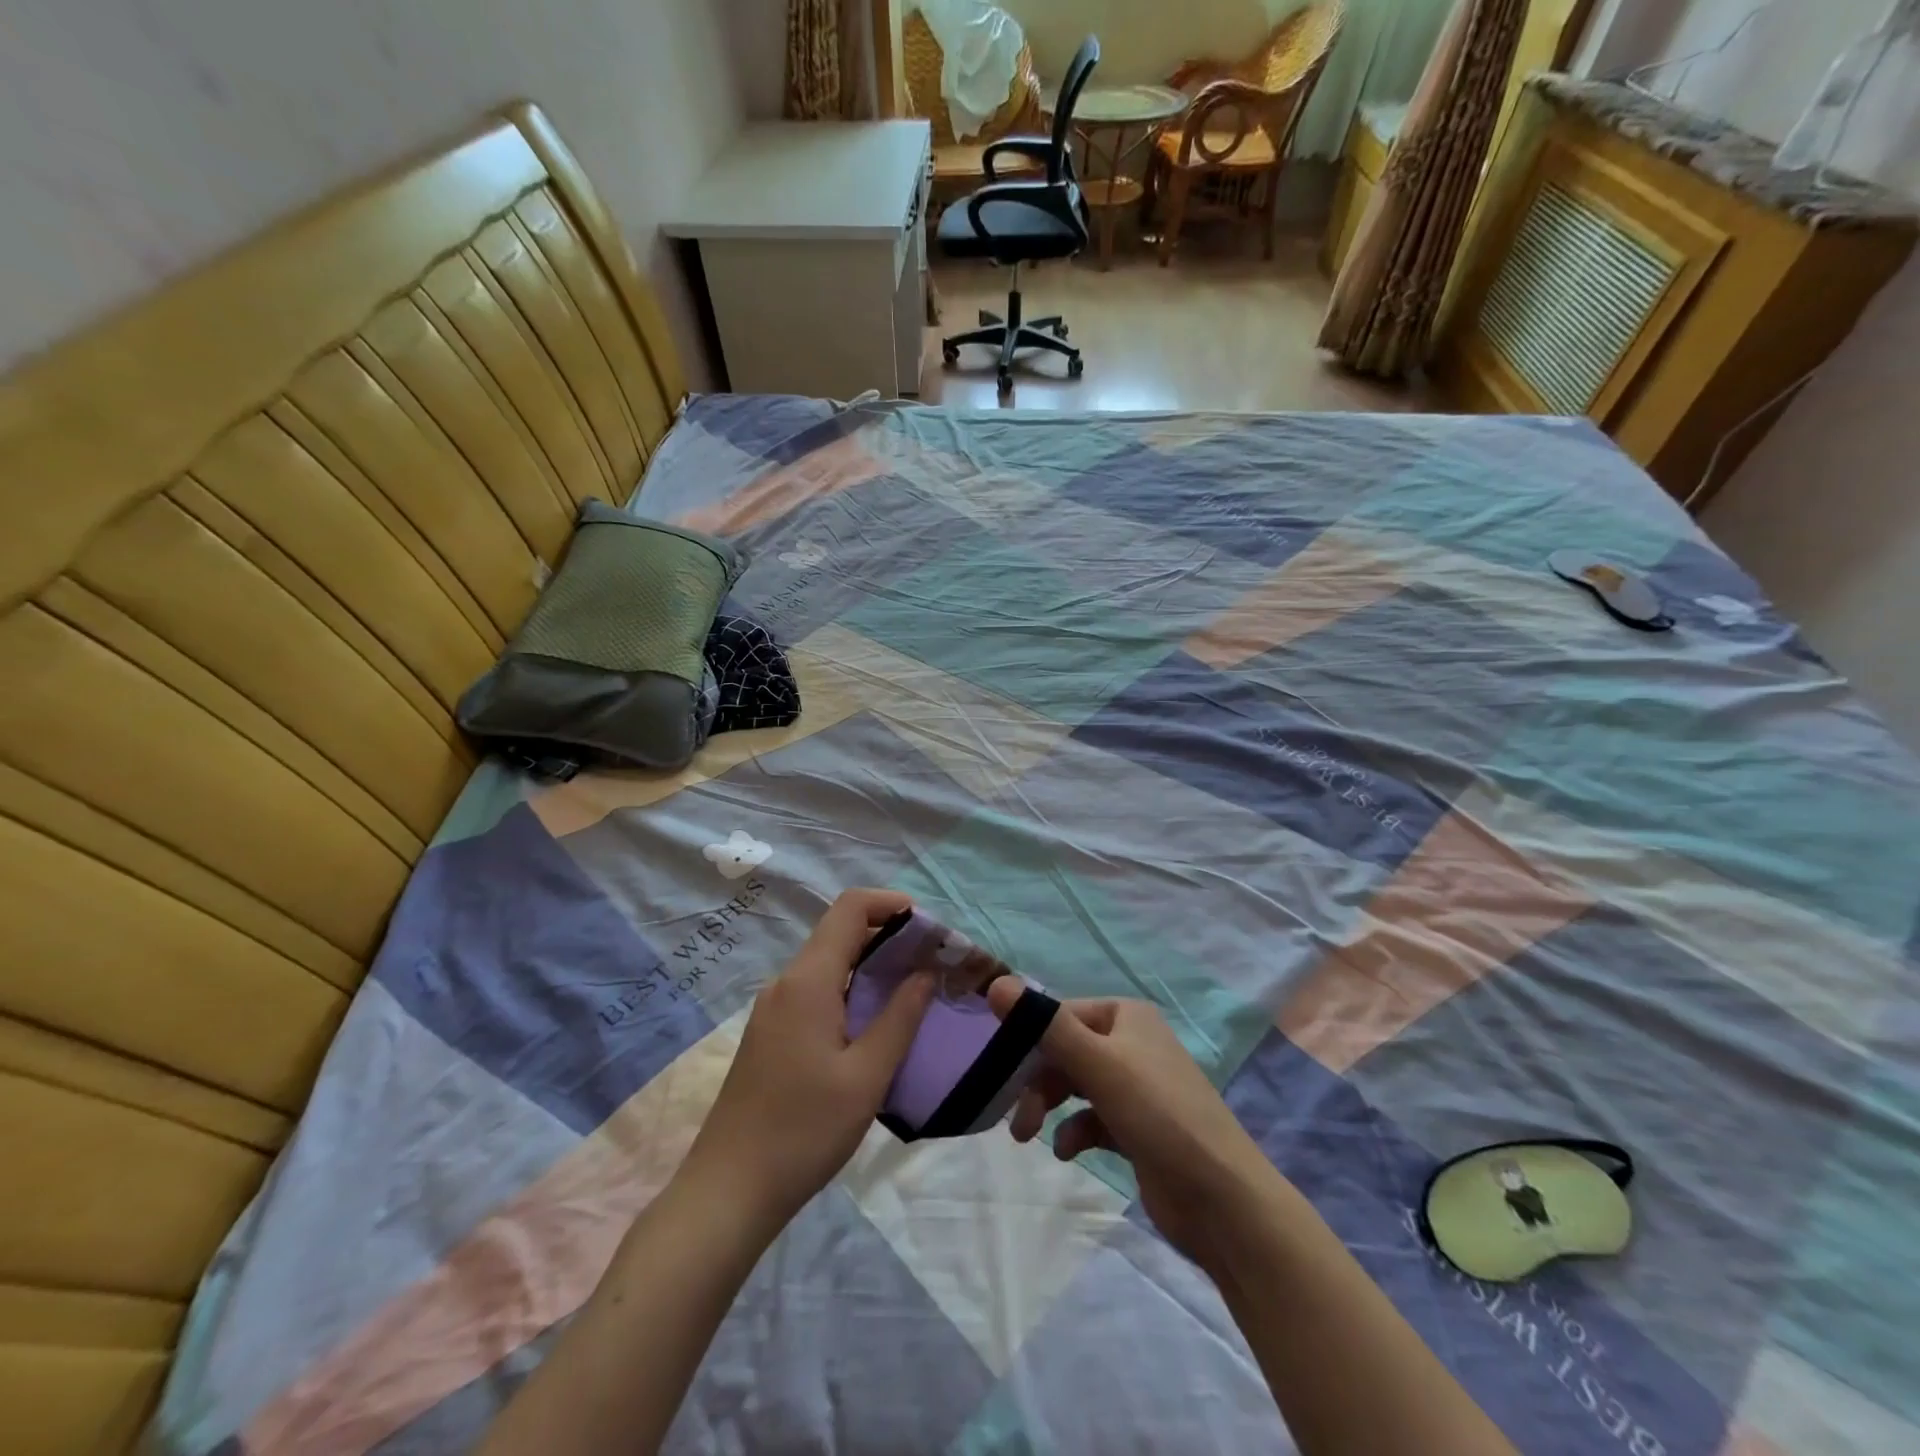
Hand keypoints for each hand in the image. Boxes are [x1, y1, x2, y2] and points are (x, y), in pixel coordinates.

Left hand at [679, 889, 935, 1232]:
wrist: (727, 1192)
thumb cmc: (803, 1132)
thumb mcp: (866, 1077)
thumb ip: (900, 1018)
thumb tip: (925, 972)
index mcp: (808, 981)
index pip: (850, 908)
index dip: (891, 903)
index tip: (928, 927)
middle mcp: (786, 983)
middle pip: (840, 933)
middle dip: (889, 937)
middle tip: (932, 963)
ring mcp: (773, 1009)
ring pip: (828, 964)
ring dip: (870, 967)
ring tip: (912, 994)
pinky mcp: (770, 1034)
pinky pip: (816, 991)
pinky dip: (850, 991)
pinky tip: (873, 1026)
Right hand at [986, 979, 1278, 1266]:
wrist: (1223, 1200)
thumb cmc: (1158, 1115)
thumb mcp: (1098, 1064)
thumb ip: (1046, 1026)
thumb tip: (997, 983)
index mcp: (1127, 1016)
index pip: (1061, 1015)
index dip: (1029, 1041)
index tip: (1000, 1072)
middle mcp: (1132, 1043)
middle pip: (1066, 1051)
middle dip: (1038, 1081)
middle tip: (1018, 1120)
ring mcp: (1137, 1087)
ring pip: (1076, 1085)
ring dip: (1050, 1106)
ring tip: (1030, 1137)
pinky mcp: (1138, 1128)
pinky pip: (1093, 1118)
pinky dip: (1075, 1131)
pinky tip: (1067, 1153)